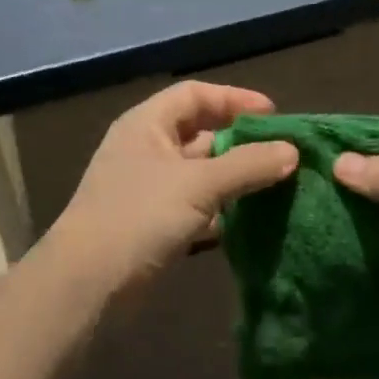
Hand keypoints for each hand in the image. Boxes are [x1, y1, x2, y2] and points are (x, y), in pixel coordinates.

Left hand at [38, 81, 298, 295]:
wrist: (87, 283)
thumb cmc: (139, 216)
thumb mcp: (198, 184)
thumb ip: (247, 165)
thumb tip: (292, 151)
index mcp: (147, 124)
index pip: (194, 95)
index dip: (234, 99)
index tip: (274, 115)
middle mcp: (146, 149)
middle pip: (200, 133)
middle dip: (240, 141)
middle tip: (281, 153)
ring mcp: (148, 188)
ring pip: (200, 173)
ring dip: (235, 178)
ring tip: (277, 185)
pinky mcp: (153, 224)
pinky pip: (195, 206)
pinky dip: (221, 210)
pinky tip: (251, 220)